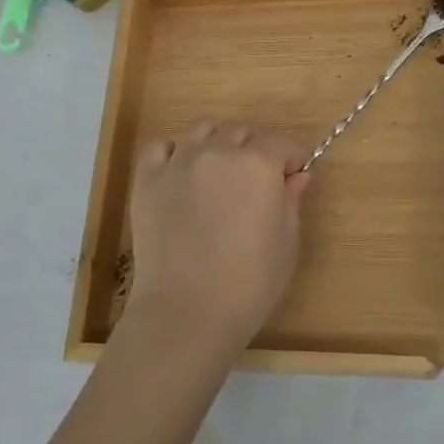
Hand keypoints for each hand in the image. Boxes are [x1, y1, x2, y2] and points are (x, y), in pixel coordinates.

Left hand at [125, 122, 309, 356]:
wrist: (188, 312)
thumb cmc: (250, 283)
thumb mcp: (287, 243)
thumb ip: (291, 201)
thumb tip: (297, 177)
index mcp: (259, 164)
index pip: (281, 143)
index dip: (291, 159)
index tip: (292, 177)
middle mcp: (218, 152)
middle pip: (241, 133)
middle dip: (254, 151)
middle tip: (256, 183)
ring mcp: (178, 163)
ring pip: (202, 132)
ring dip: (217, 146)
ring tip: (218, 176)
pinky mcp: (146, 181)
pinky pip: (160, 148)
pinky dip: (174, 154)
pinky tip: (182, 175)